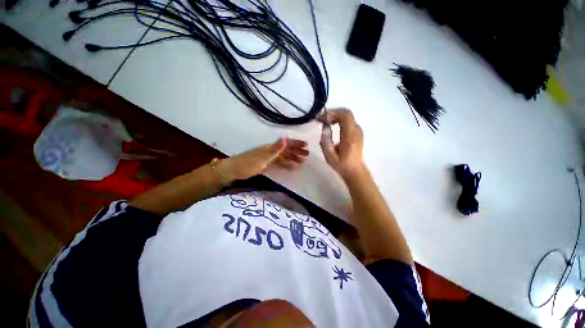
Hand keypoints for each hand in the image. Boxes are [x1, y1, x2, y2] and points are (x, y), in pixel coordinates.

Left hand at [220, 138, 308, 181]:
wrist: (235, 170)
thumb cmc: (248, 163)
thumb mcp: (263, 157)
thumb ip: (275, 149)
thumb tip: (285, 138)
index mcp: (271, 147)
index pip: (286, 143)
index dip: (296, 144)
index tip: (306, 145)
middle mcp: (272, 150)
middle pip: (287, 150)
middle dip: (297, 151)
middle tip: (307, 155)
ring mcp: (269, 157)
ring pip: (284, 157)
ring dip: (293, 158)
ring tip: (303, 161)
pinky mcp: (267, 164)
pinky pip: (280, 163)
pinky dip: (286, 165)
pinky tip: (292, 168)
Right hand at [319, 108, 364, 179]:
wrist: (355, 171)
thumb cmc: (342, 165)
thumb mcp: (330, 157)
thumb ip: (326, 142)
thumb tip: (324, 129)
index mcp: (350, 136)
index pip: (344, 115)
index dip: (332, 113)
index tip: (321, 119)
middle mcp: (356, 131)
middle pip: (346, 113)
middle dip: (333, 113)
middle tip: (322, 119)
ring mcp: (358, 131)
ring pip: (347, 117)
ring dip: (335, 116)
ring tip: (325, 122)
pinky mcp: (357, 134)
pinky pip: (348, 122)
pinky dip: (339, 120)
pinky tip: (332, 126)